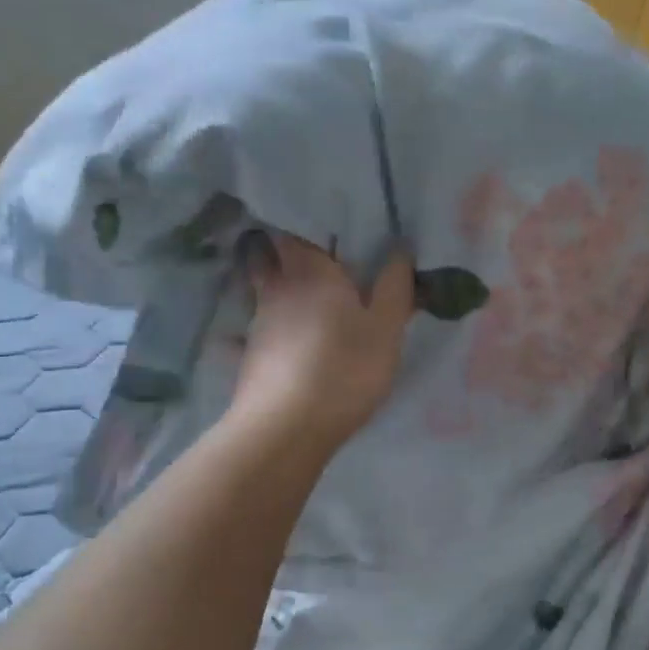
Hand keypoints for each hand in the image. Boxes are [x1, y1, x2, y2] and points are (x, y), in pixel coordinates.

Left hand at [231, 231, 414, 451]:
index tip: (323, 223)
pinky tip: (288, 341)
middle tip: (311, 256)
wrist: (286, 428)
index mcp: (310, 270)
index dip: (303, 221)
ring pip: (263, 292)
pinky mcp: (250, 357)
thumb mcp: (386, 329)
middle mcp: (276, 288)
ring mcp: (257, 323)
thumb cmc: (344, 368)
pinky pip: (261, 329)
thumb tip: (399, 247)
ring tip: (305, 299)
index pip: (293, 227)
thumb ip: (394, 286)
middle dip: (283, 251)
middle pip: (268, 255)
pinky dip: (273, 328)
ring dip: (279, 290)